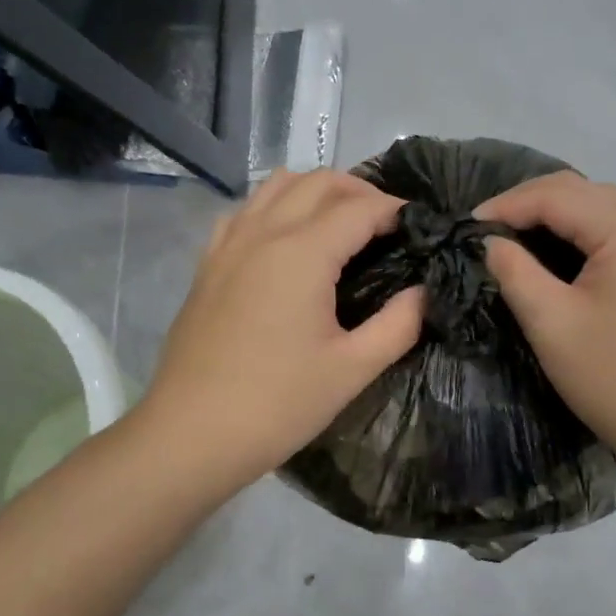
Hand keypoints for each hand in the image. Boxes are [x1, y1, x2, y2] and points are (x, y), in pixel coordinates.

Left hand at [138, 170, 423, 493]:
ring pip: (277, 185)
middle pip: (319, 181)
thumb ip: (399, 324)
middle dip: (360, 191)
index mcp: (302, 253)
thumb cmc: (278, 404)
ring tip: (342, 224)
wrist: (191, 434)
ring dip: (317, 191)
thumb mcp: (352, 369)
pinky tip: (287, 241)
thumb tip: (424, 292)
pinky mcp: (208, 263)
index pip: (360, 208)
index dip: (396, 211)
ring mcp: (229, 244)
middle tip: (388, 225)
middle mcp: (263, 232)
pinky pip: (246, 210)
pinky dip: (276, 207)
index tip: (421, 229)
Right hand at [475, 173, 615, 466]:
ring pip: (596, 209)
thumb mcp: (551, 322)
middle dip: (527, 202)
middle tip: (485, 229)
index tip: (465, 228)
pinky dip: (573, 233)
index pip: (556, 196)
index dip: (506, 205)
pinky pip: (609, 233)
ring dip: (550, 214)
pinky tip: (548, 254)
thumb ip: (515, 272)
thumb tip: (491, 243)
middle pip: (579, 192)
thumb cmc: (614, 375)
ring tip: (510, 236)